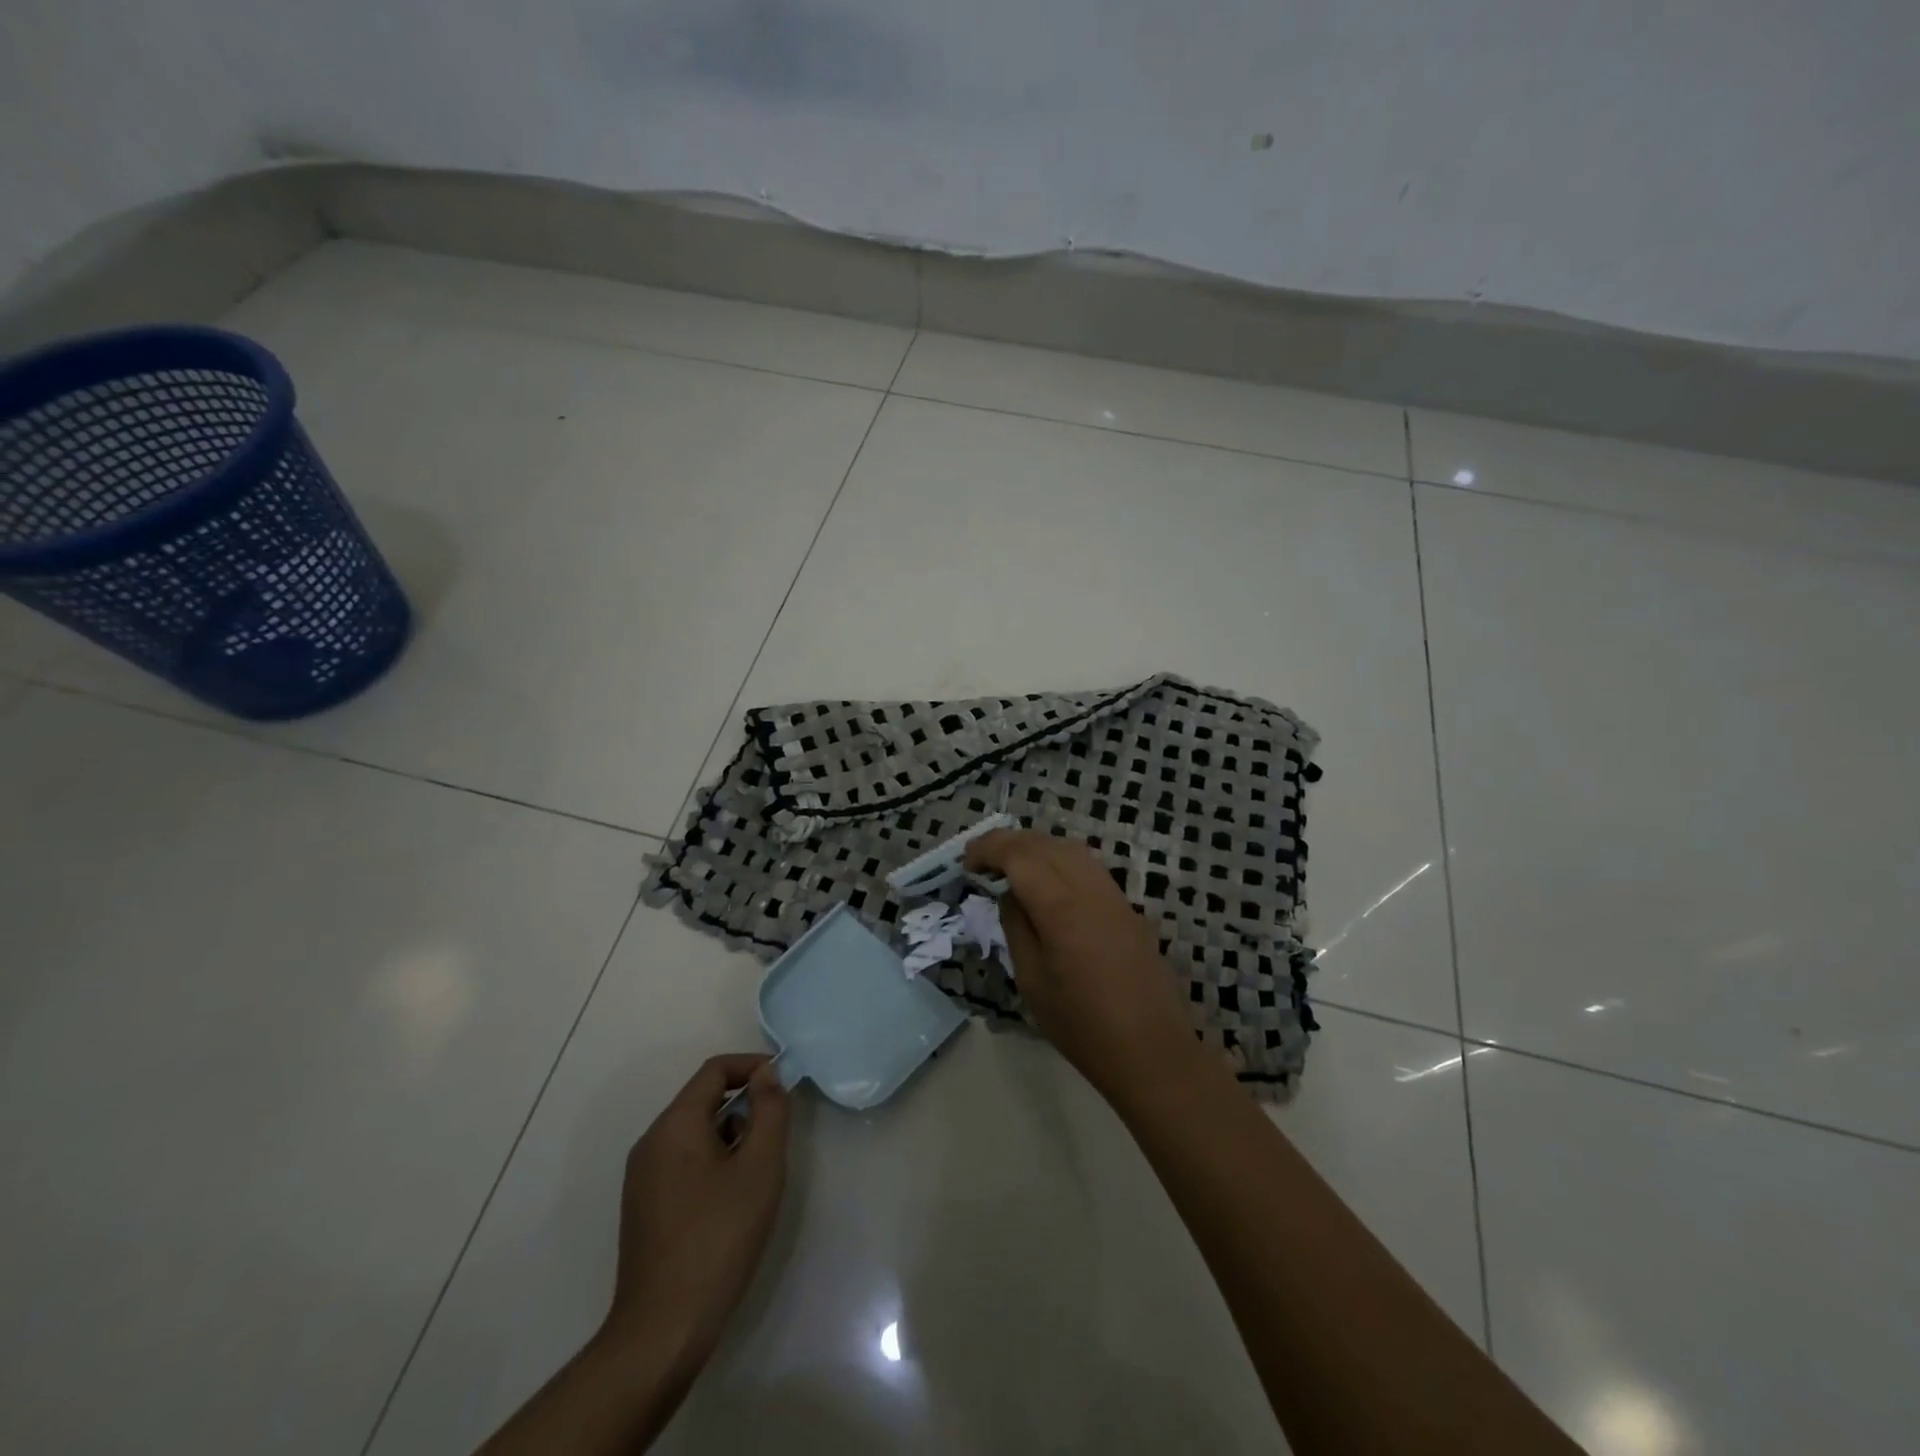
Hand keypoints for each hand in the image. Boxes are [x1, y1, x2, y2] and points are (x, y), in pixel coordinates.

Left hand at [602, 1054, 790, 1376]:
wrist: (662, 1330)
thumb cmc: (719, 1237)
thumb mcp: (760, 1167)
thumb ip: (769, 1111)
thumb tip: (766, 1074)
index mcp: (674, 1125)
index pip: (715, 1070)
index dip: (752, 1066)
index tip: (785, 1084)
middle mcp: (651, 1142)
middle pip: (703, 1100)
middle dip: (744, 1105)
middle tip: (778, 1134)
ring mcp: (642, 1177)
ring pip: (694, 1133)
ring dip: (731, 1136)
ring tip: (758, 1173)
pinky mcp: (643, 1207)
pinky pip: (683, 1162)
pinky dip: (713, 1161)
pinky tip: (732, 1200)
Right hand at [964, 830, 1204, 1102]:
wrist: (1152, 1052)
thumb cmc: (1082, 1027)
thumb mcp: (1032, 982)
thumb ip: (1017, 928)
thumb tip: (1010, 895)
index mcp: (1063, 910)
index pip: (1020, 856)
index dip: (989, 849)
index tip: (966, 862)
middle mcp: (1091, 890)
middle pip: (1046, 844)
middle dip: (1009, 842)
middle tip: (981, 860)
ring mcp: (1115, 896)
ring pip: (1071, 849)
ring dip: (1036, 847)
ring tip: (1010, 865)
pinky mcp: (1128, 908)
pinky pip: (1089, 867)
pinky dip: (1060, 860)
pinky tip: (1047, 882)